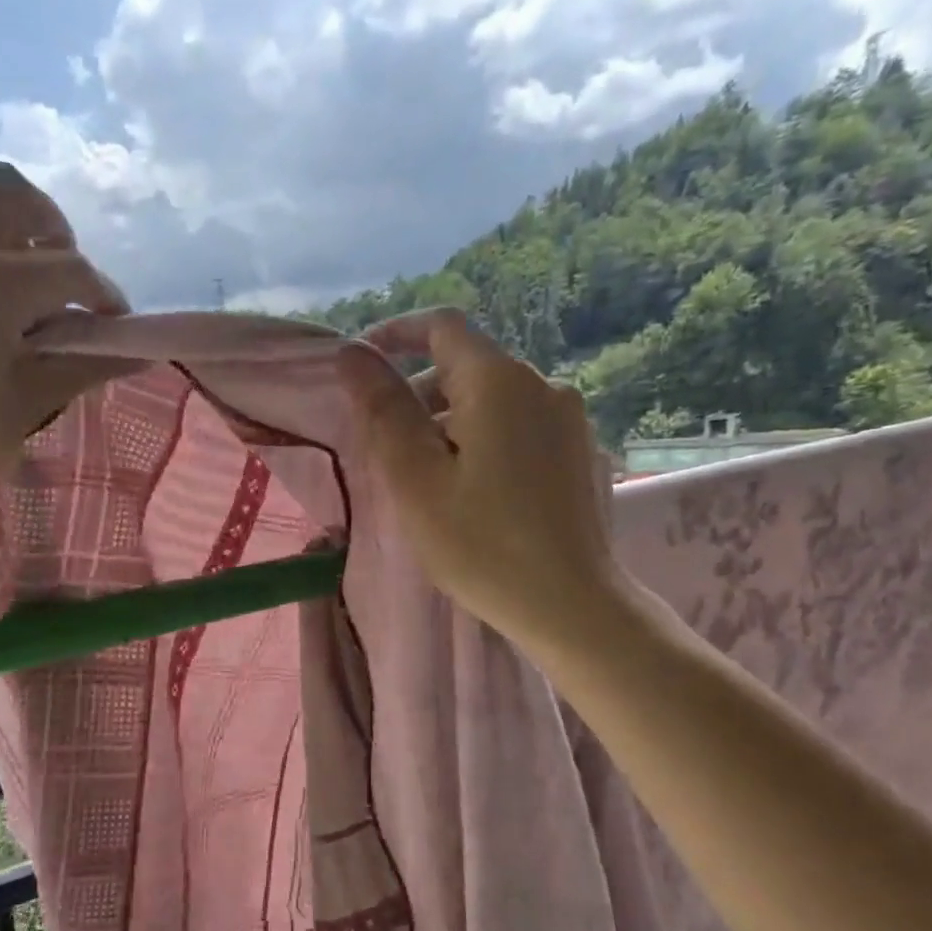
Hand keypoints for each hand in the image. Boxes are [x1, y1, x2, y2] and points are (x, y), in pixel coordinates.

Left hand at [0, 163, 129, 517]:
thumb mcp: (28, 403)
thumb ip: (87, 366)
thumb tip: (140, 352)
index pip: (67, 267)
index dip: (104, 295)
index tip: (116, 327)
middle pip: (10, 194)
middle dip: (53, 230)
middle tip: (66, 286)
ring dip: (12, 242)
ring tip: (26, 305)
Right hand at [338, 313, 629, 653]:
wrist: (571, 605)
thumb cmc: (481, 544)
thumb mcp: (416, 479)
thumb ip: (384, 409)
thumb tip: (353, 353)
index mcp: (499, 381)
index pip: (441, 326)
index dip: (394, 334)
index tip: (360, 367)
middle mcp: (542, 384)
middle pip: (465, 365)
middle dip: (417, 392)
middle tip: (383, 447)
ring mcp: (567, 418)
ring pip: (491, 398)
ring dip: (447, 419)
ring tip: (423, 476)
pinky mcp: (578, 450)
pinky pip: (516, 424)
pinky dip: (480, 437)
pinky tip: (470, 489)